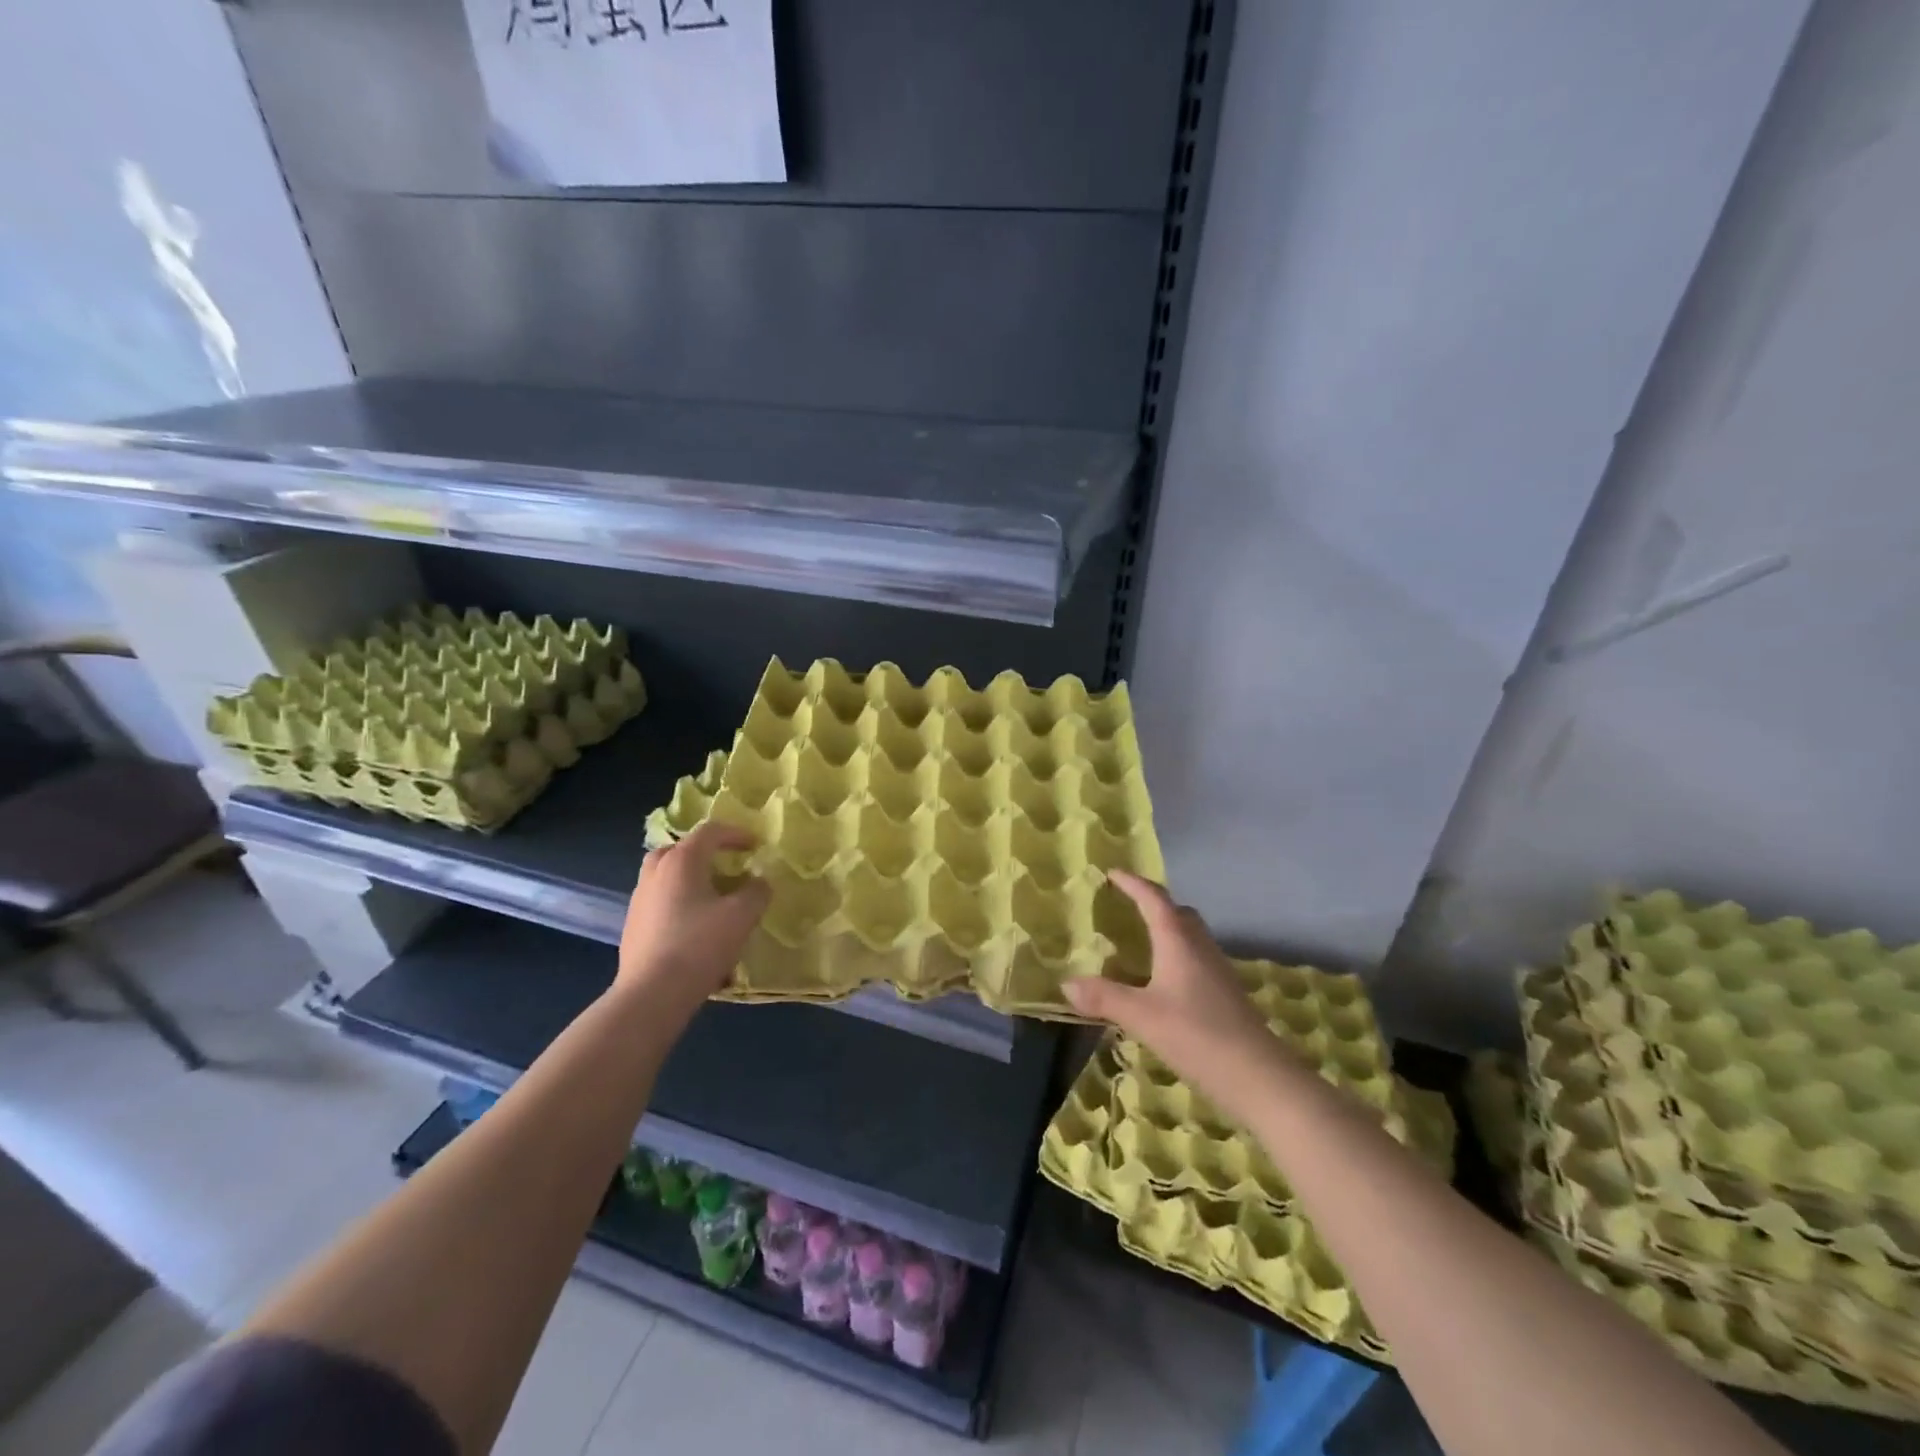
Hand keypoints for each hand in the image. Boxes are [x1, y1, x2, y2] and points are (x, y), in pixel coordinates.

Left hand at [616, 822, 770, 1023]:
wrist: (652, 995)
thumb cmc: (700, 945)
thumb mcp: (742, 916)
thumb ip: (757, 891)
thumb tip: (759, 881)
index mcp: (681, 861)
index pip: (710, 832)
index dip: (736, 834)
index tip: (756, 846)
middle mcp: (655, 873)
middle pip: (680, 850)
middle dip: (705, 854)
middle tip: (726, 866)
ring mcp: (639, 900)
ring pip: (667, 877)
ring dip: (691, 880)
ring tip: (714, 899)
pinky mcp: (633, 927)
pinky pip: (661, 902)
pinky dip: (680, 903)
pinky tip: (696, 929)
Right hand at [1065, 872, 1279, 1111]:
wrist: (1260, 1077)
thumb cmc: (1197, 1036)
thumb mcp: (1141, 1016)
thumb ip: (1104, 997)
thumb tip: (1066, 984)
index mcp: (1178, 941)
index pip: (1153, 899)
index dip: (1132, 883)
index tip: (1112, 873)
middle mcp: (1200, 947)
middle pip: (1177, 912)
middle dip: (1152, 903)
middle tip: (1126, 905)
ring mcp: (1217, 970)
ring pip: (1189, 935)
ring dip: (1166, 929)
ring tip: (1139, 941)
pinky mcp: (1225, 993)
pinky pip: (1196, 958)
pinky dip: (1175, 954)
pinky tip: (1162, 980)